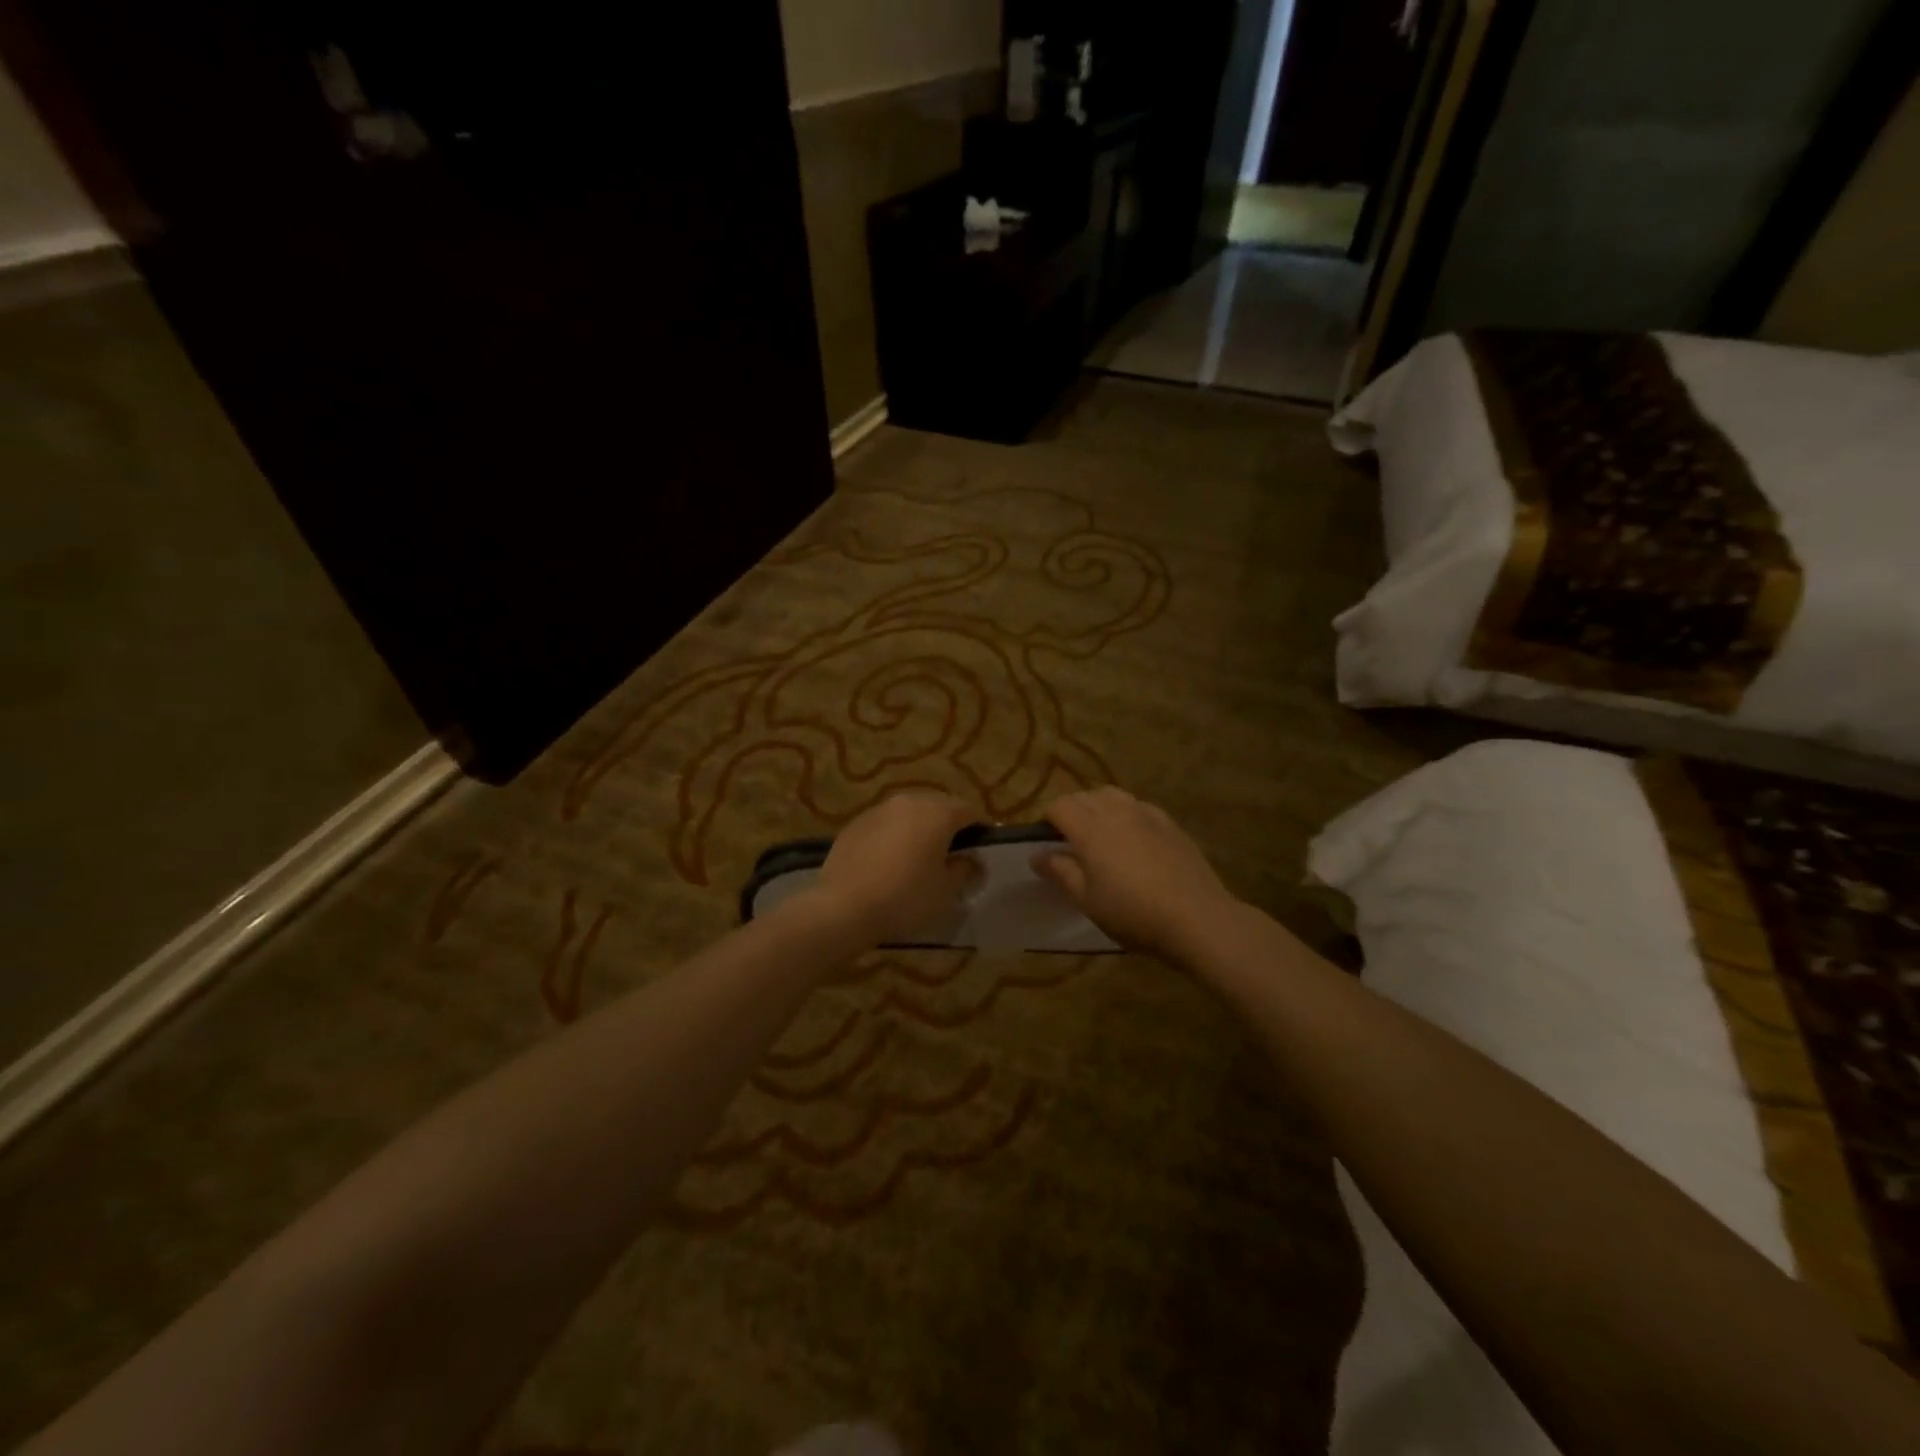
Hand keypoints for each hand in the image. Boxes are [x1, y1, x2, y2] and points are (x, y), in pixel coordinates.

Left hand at [806, 792, 979, 944]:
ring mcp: (878, 810)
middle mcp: (909, 801)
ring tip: (919, 856)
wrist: (843, 907)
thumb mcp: (946, 891)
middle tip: (952, 854)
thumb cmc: (906, 898)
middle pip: (938, 806)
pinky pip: (885, 824)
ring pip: (909, 813)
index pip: (969, 811)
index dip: (979, 829)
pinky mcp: (855, 823)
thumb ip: (965, 870)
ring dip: (919, 828)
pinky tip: (889, 861)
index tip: (980, 851)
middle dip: (949, 825)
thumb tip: (972, 859)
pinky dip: (894, 835)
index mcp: (937, 813)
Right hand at [1035, 788, 1239, 958]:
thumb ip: (1061, 872)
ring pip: (1112, 795)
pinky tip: (1131, 837)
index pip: (1059, 806)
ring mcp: (1146, 814)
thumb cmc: (1133, 913)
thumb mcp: (1087, 900)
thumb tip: (1037, 855)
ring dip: (1097, 807)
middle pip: (1084, 796)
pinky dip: (1125, 813)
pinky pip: (1138, 806)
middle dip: (1070, 810)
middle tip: (1068, 841)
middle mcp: (1116, 812)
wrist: (1197, 918)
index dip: (1046, 819)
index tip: (1044, 840)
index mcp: (1090, 829)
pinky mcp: (1169, 823)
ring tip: (1099, 834)